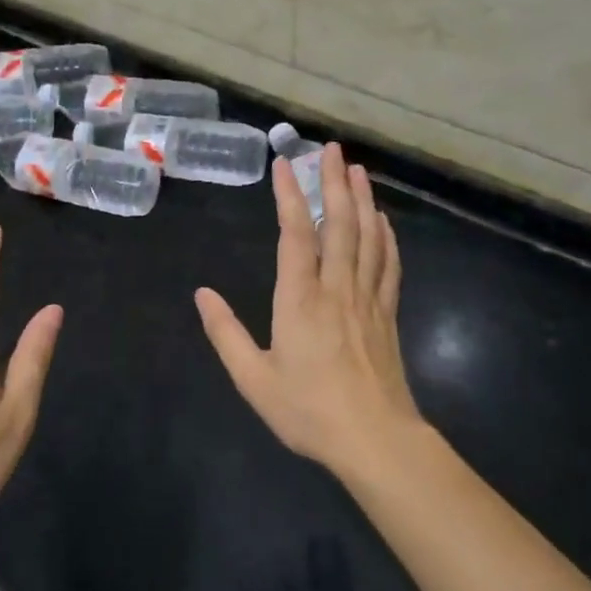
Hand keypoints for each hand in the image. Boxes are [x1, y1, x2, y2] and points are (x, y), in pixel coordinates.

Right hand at [196, 144, 419, 479]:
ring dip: (362, 200)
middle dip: (334, 182)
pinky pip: (388, 265)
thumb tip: (202, 294)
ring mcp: (367, 298)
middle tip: (333, 149)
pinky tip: (383, 221)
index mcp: (300, 298)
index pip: (295, 233)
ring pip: (367, 237)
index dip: (289, 195)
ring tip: (357, 170)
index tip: (284, 164)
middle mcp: (336, 287)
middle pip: (338, 223)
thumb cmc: (310, 410)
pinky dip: (385, 237)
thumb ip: (225, 333)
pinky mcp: (387, 314)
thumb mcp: (254, 379)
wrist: (376, 441)